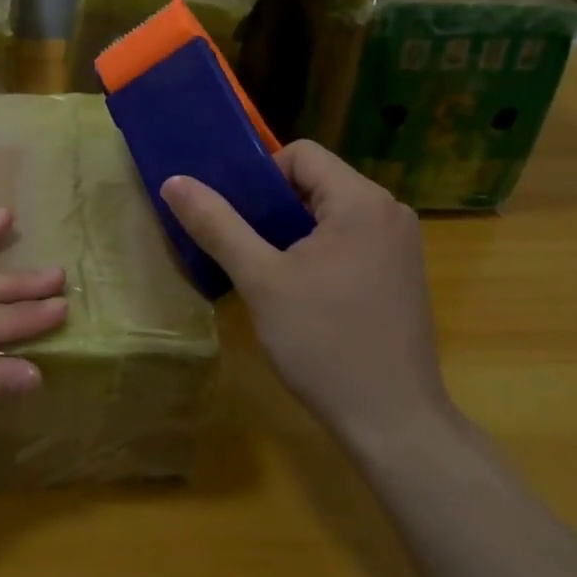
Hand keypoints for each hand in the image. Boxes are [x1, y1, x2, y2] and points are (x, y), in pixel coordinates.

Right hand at [162, 141, 450, 452]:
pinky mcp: (401, 274)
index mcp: (361, 201)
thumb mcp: (260, 280)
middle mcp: (389, 211)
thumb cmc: (324, 343)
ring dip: (292, 231)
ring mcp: (401, 244)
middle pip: (316, 181)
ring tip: (263, 269)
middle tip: (241, 245)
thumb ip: (217, 225)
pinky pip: (350, 239)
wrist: (392, 422)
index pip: (301, 154)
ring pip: (331, 213)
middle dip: (273, 206)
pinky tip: (298, 291)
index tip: (236, 217)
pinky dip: (317, 250)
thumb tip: (175, 181)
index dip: (260, 176)